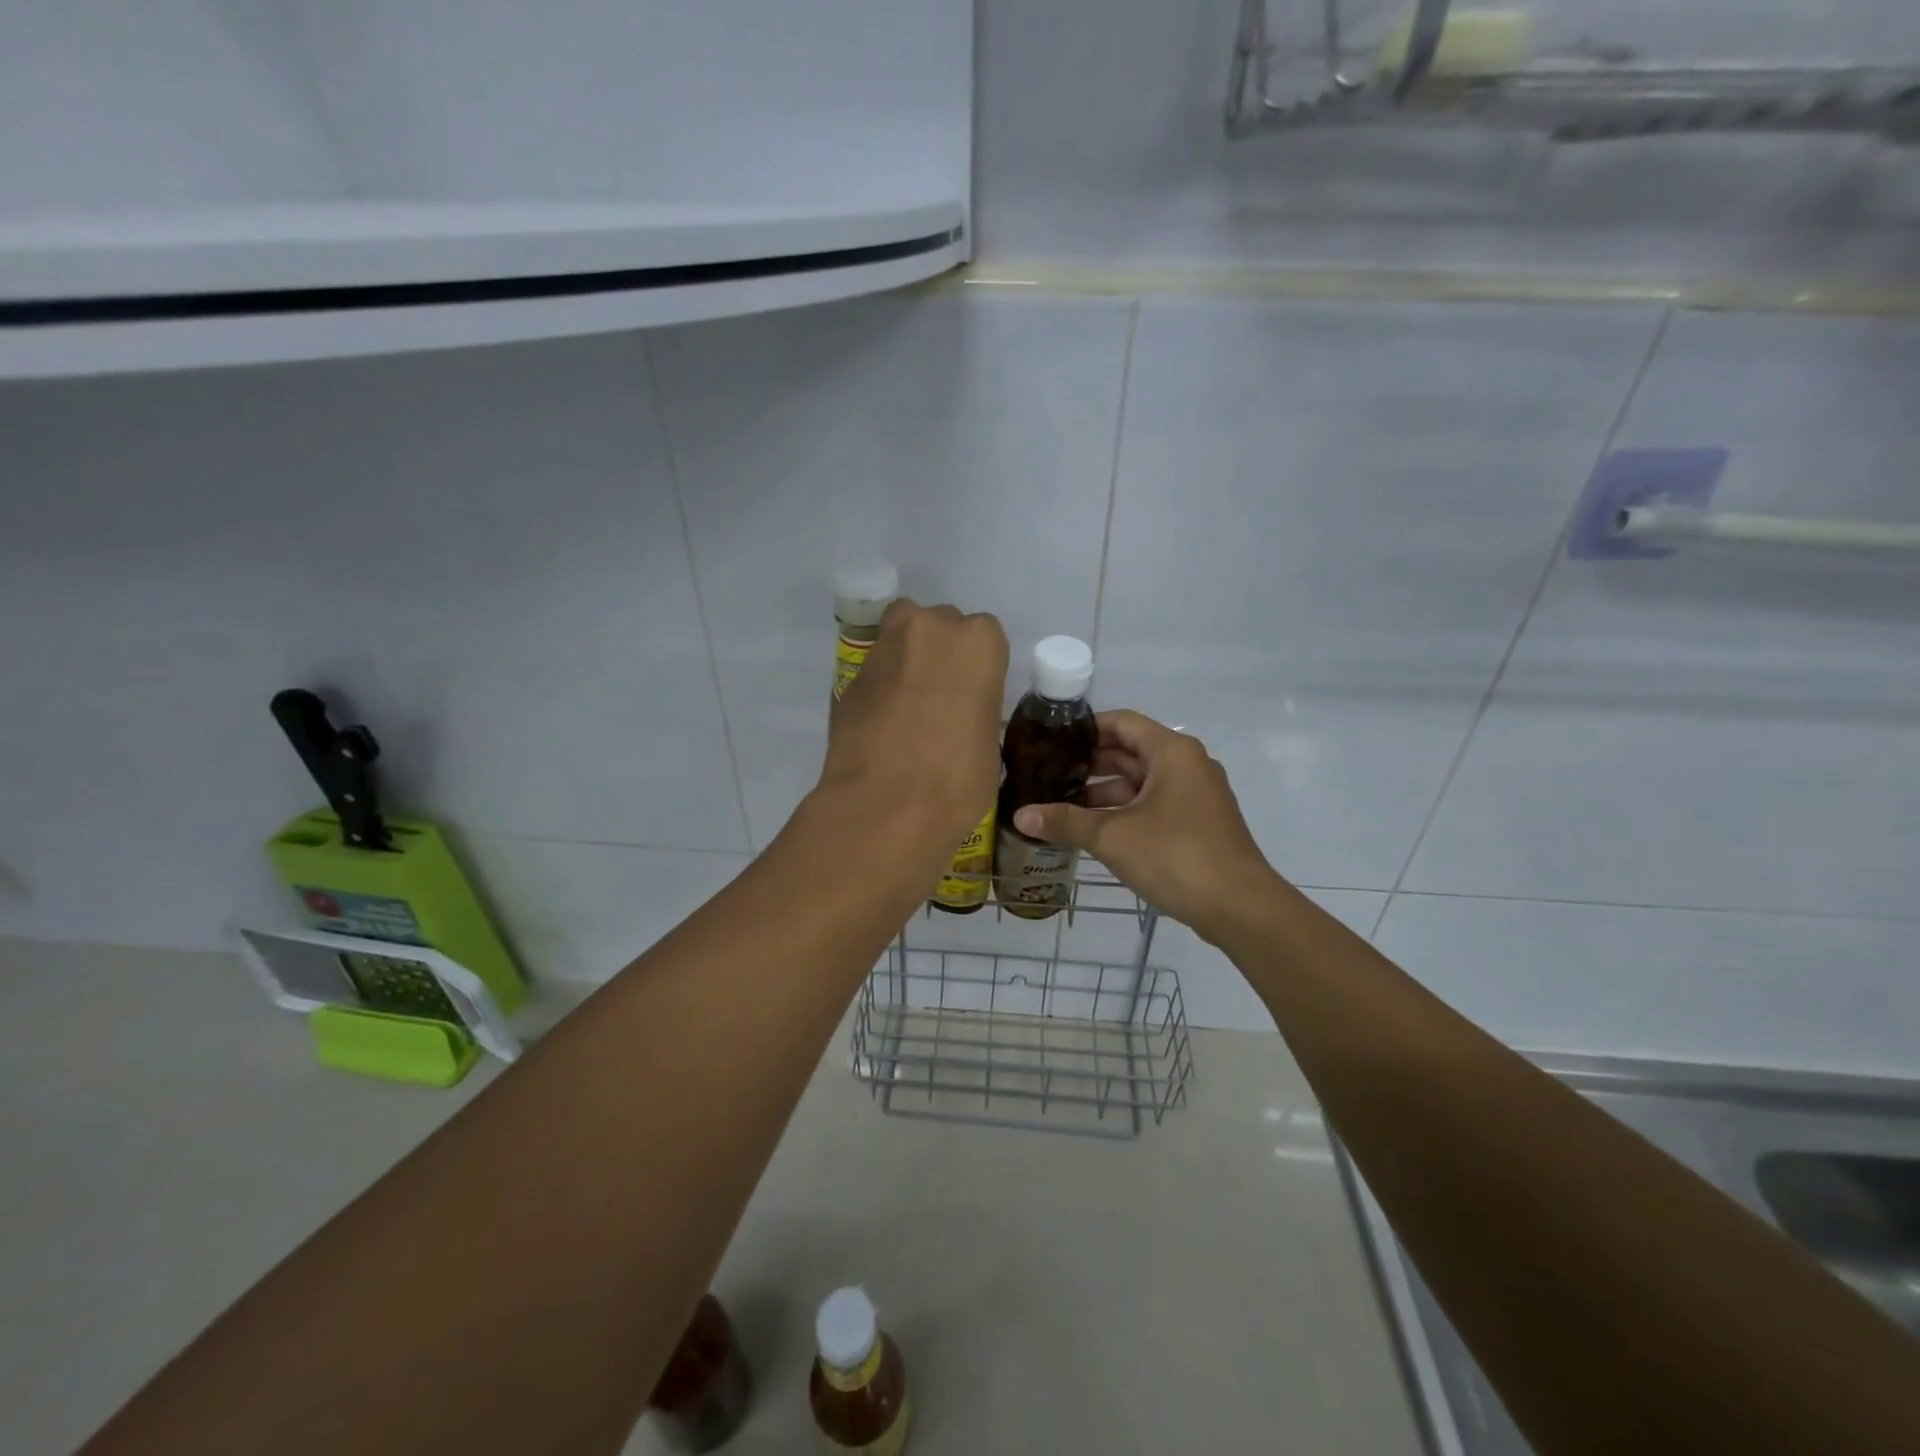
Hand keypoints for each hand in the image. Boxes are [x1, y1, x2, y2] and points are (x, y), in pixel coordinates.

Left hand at [820, 599, 1008, 859]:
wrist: (886, 806)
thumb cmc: (957, 780)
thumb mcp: (988, 745)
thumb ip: (975, 712)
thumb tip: (959, 720)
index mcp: (979, 643)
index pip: (985, 636)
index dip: (978, 667)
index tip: (973, 696)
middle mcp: (930, 628)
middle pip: (939, 626)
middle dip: (940, 654)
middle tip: (940, 699)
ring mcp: (884, 648)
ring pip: (900, 637)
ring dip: (907, 661)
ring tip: (908, 706)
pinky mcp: (849, 677)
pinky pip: (874, 672)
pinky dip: (880, 689)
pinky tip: (882, 724)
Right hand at [1011, 710, 1275, 937]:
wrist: (1240, 907)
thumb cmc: (1175, 855)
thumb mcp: (1112, 836)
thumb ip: (1065, 822)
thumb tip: (1020, 815)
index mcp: (1171, 752)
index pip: (1122, 722)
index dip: (1085, 729)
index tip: (1051, 741)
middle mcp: (1188, 765)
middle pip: (1131, 751)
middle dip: (1089, 764)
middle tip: (1048, 774)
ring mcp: (1197, 795)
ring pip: (1142, 782)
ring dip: (1104, 792)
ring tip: (1062, 805)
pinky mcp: (1199, 823)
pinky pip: (1155, 804)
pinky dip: (1125, 810)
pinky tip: (1094, 829)